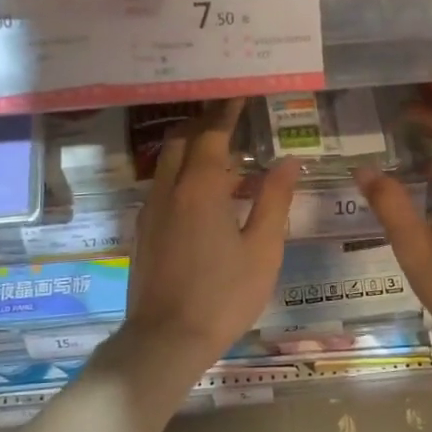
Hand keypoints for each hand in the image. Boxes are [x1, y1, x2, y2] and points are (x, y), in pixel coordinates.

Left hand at [122, 99, 300, 377]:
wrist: (166, 339)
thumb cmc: (224, 296)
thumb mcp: (263, 250)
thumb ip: (275, 200)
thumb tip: (289, 161)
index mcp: (201, 189)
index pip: (213, 134)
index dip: (228, 111)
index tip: (241, 92)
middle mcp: (169, 190)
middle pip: (183, 141)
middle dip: (205, 124)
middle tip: (232, 118)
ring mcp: (150, 211)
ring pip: (168, 164)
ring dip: (192, 150)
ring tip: (222, 155)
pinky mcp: (142, 232)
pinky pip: (162, 187)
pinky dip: (182, 176)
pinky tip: (202, 196)